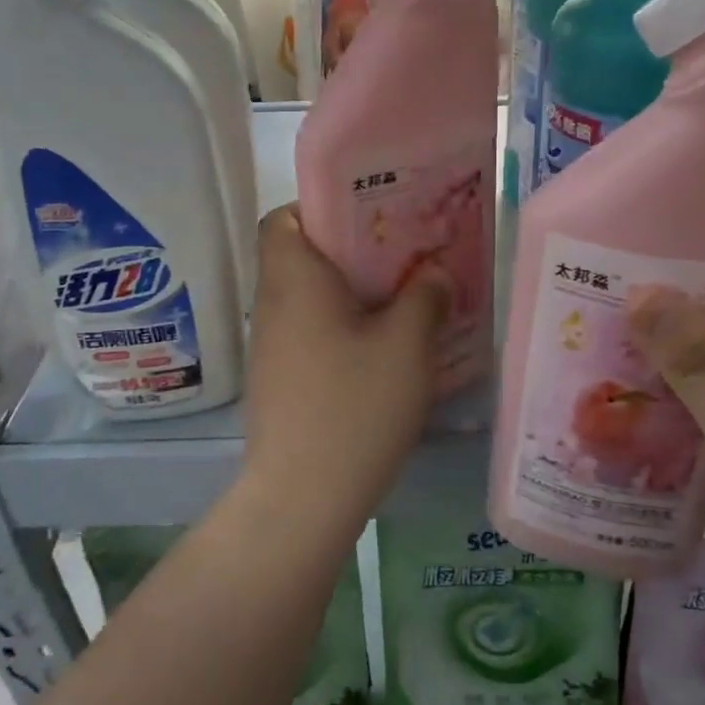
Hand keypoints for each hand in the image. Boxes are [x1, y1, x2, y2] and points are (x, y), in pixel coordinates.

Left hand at [240, 206, 449, 529]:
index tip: (368, 219)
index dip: (320, 208)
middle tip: (402, 256)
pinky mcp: (279, 379)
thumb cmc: (354, 406)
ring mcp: (270, 345)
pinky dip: (341, 327)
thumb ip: (424, 297)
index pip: (283, 217)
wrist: (303, 496)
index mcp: (294, 279)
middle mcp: (272, 304)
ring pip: (308, 297)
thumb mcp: (406, 345)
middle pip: (300, 255)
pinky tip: (382, 349)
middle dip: (350, 250)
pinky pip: (309, 332)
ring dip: (349, 292)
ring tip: (402, 298)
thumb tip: (434, 272)